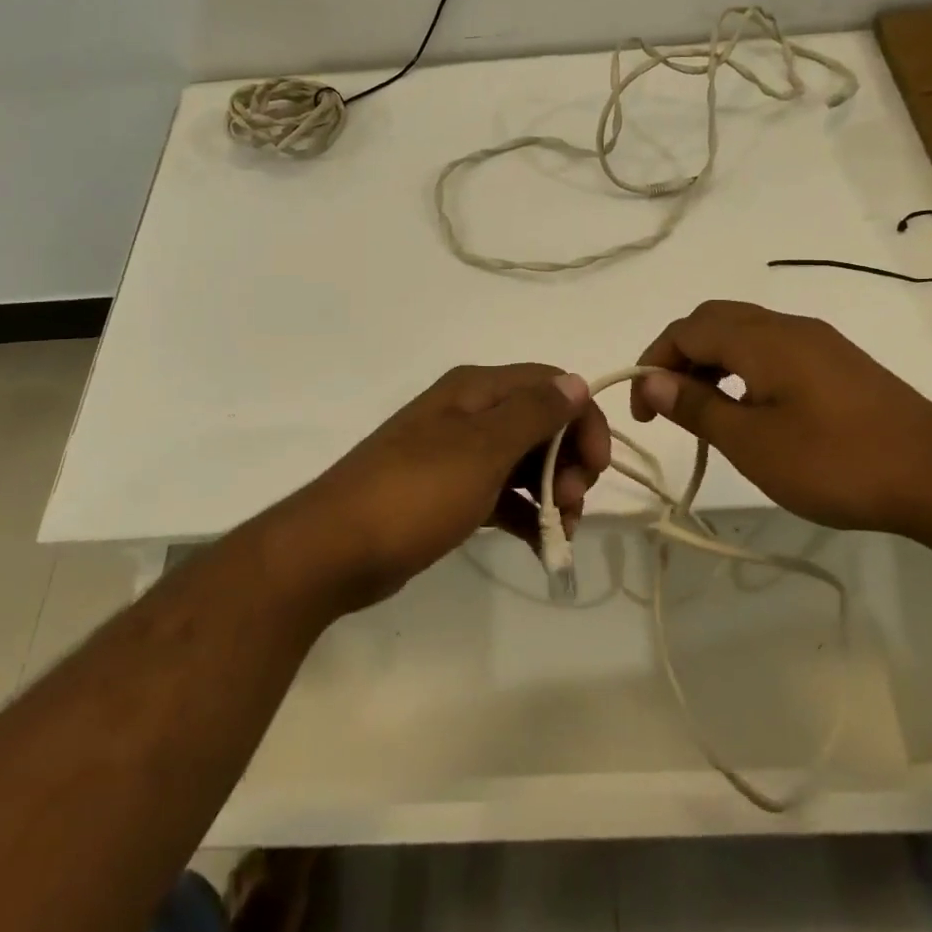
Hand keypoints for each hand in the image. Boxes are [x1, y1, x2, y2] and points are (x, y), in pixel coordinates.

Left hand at [282, 364, 611, 609]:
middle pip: (541, 424)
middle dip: (570, 461)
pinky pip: (502, 496)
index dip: (583, 419)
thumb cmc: (415, 492)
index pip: (550, 386)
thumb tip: (576, 381)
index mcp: (476, 391)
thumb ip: (533, 413)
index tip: (598, 467)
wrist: (334, 549)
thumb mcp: (482, 449)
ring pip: (524, 463)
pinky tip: (542, 547)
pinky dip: (526, 516)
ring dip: (553, 492)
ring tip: (562, 532)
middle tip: (574, 504)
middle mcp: (469, 414)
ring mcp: (457, 455)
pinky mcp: (448, 494)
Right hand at [629, 300, 931, 536]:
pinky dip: (743, 368)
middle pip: (714, 320)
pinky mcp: (840, 363)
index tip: (643, 412)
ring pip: (745, 332)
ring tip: (704, 409)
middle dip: (679, 355)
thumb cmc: (837, 462)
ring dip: (711, 361)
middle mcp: (788, 327)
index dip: (652, 362)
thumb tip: (650, 379)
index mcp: (762, 338)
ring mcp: (819, 342)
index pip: (686, 330)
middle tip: (668, 403)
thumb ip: (696, 406)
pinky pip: (773, 348)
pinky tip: (752, 408)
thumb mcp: (752, 442)